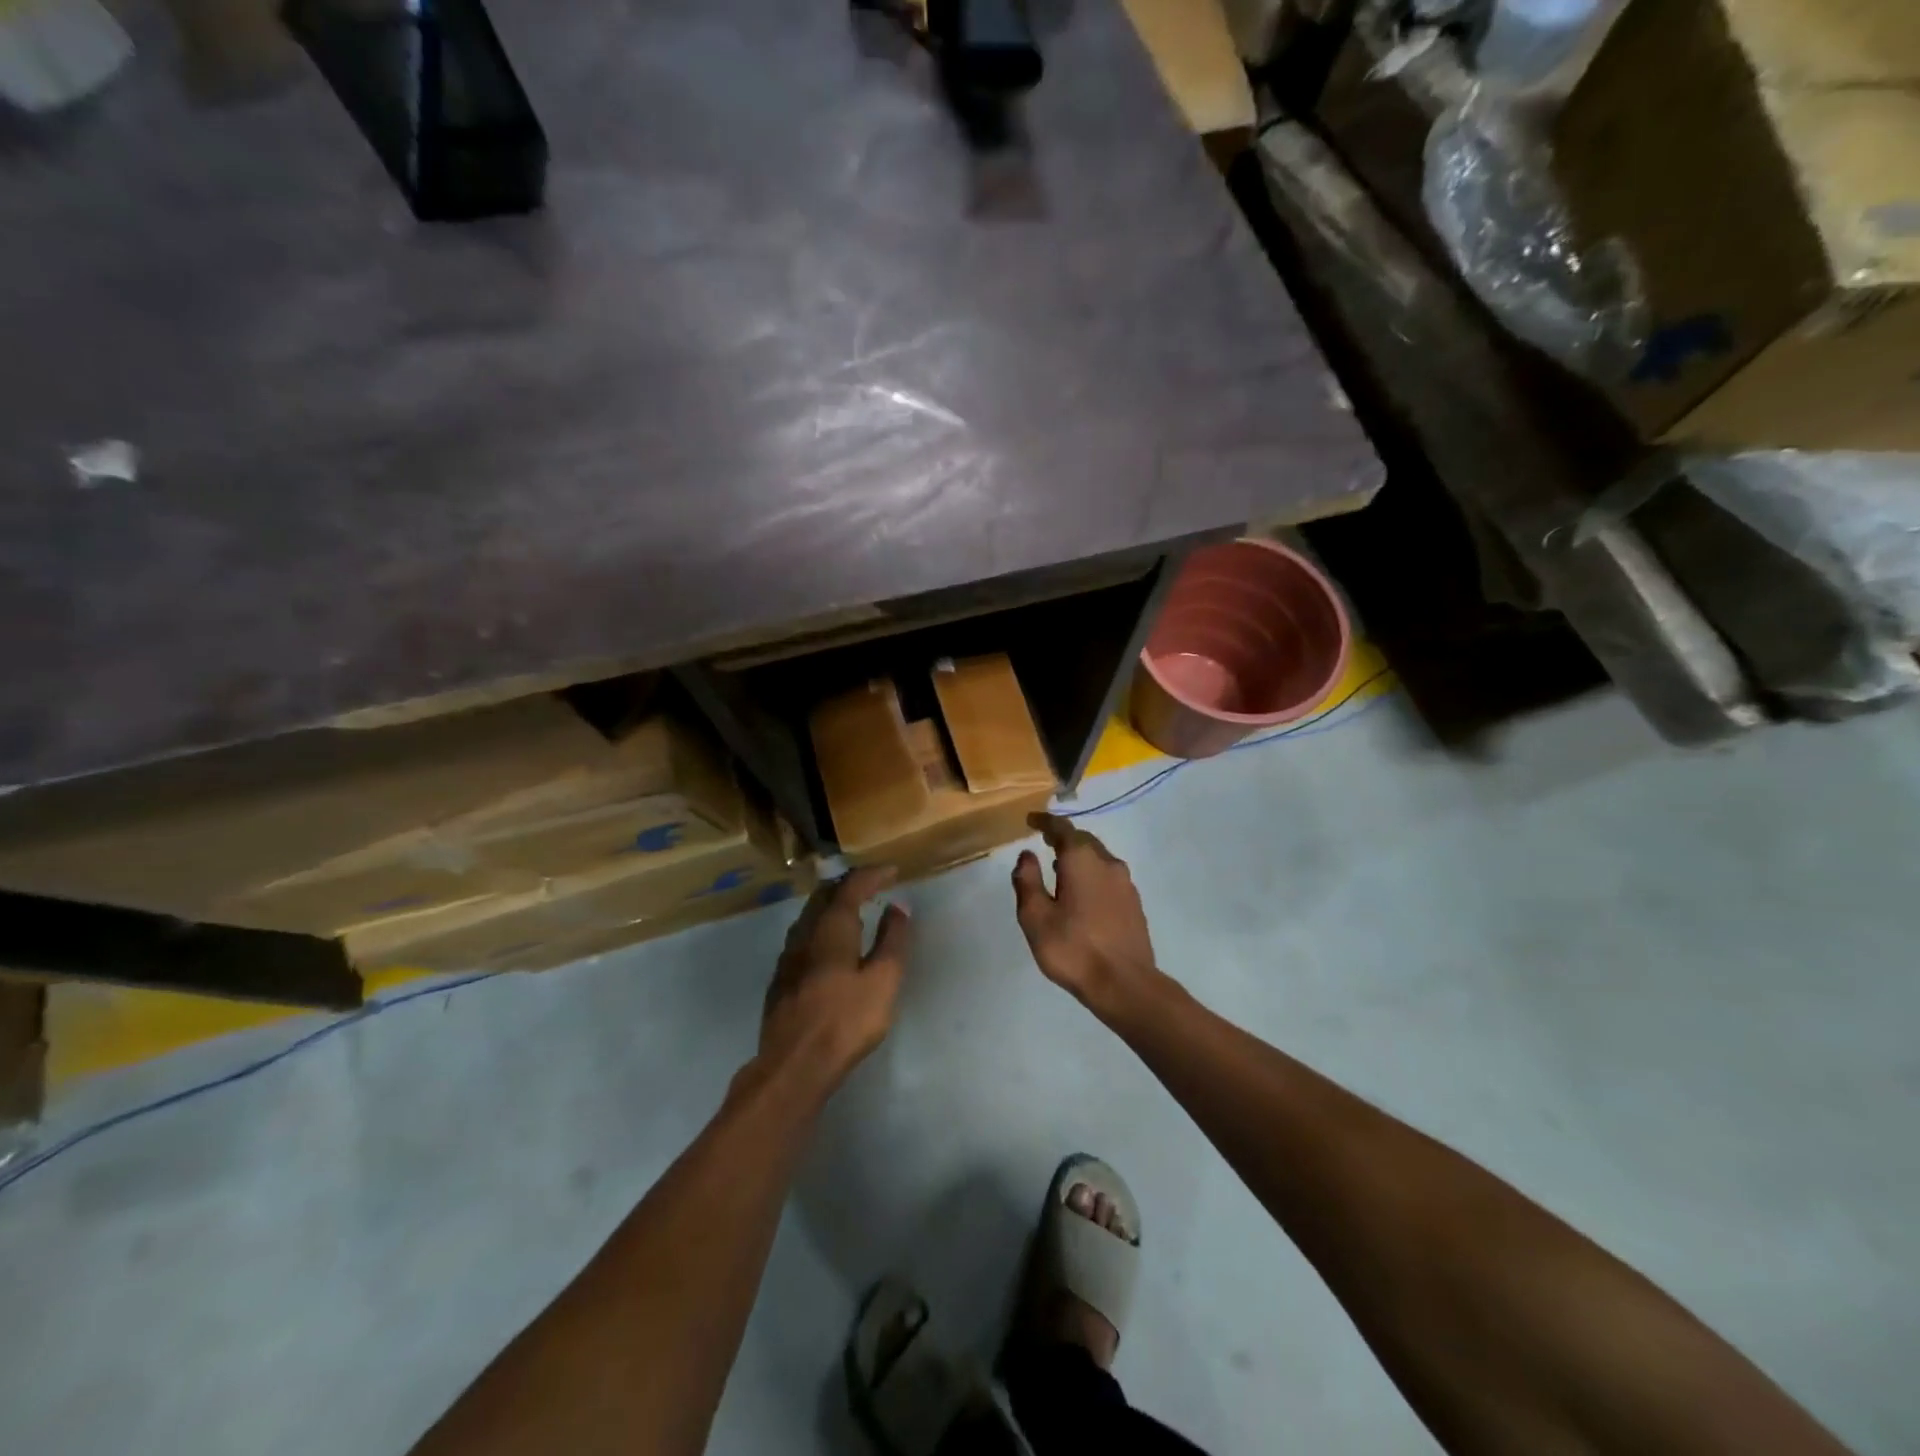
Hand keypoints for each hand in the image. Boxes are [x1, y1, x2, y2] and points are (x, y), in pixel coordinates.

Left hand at [759, 866, 913, 1094]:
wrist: (794, 1064)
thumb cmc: (846, 1020)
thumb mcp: (883, 980)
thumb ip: (892, 940)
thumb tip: (898, 907)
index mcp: (832, 927)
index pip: (851, 886)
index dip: (872, 874)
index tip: (891, 870)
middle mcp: (806, 932)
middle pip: (825, 895)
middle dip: (849, 884)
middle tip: (871, 884)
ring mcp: (788, 956)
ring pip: (810, 915)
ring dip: (832, 905)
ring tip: (853, 909)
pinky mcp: (781, 978)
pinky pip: (803, 935)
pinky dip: (821, 926)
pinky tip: (829, 943)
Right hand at [1012, 814, 1159, 1018]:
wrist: (1125, 984)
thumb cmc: (1073, 948)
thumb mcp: (1036, 917)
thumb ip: (1027, 881)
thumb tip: (1026, 855)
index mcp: (1082, 860)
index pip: (1062, 828)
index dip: (1045, 822)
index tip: (1031, 820)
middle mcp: (1108, 863)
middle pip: (1084, 840)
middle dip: (1064, 838)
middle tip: (1044, 842)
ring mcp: (1125, 884)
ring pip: (1099, 858)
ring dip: (1079, 857)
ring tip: (1059, 867)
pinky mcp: (1134, 904)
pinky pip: (1108, 877)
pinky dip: (1092, 875)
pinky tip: (1082, 894)